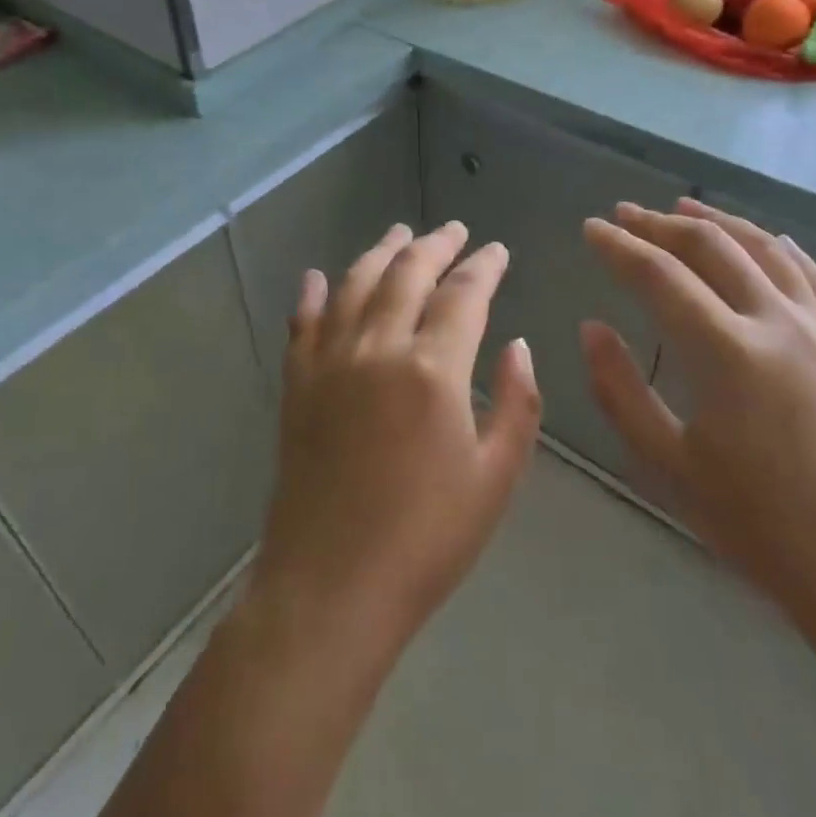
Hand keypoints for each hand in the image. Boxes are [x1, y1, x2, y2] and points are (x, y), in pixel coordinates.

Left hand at [250, 222, 542, 664]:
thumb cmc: (427, 540)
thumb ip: (517, 403)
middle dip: (436, 244)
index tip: (497, 251)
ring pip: (356, 284)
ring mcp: (330, 362)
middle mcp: (378, 348)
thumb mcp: (497, 478)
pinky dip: (313, 294)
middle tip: (454, 230)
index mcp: (433, 369)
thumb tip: (517, 345)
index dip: (484, 266)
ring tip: (400, 232)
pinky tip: (318, 276)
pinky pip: (304, 323)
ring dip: (381, 252)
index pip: (464, 294)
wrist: (331, 586)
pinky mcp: (298, 384)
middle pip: (408, 273)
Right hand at [581, 200, 815, 636]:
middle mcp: (777, 322)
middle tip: (625, 213)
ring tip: (683, 208)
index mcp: (727, 353)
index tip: (591, 229)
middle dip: (660, 224)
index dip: (619, 247)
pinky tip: (761, 240)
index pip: (658, 276)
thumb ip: (620, 390)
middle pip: (710, 247)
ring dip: (717, 222)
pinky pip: (810, 274)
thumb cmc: (759, 526)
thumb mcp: (668, 466)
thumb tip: (592, 327)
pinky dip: (775, 246)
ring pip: (763, 248)